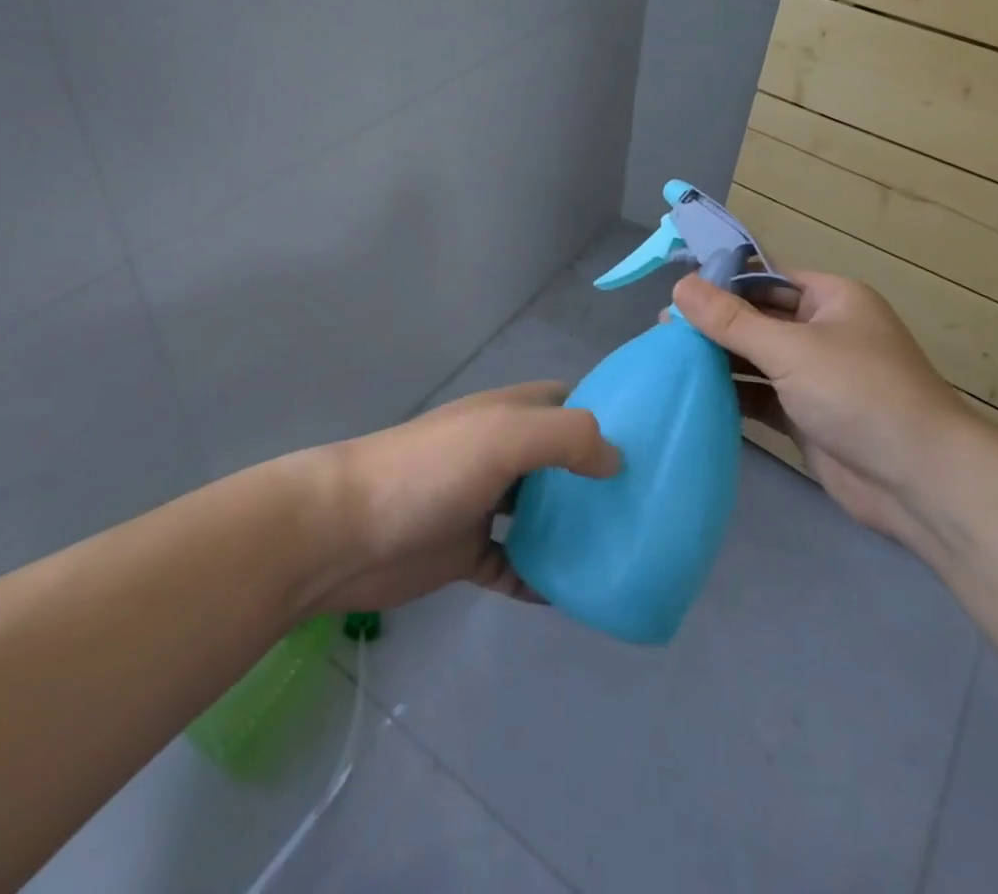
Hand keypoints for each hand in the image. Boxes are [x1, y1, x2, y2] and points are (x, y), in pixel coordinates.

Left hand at [304, 382, 620, 612]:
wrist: (345, 531)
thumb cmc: (430, 471)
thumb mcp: (505, 437)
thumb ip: (567, 438)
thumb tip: (616, 461)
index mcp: (507, 416)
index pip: (568, 402)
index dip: (606, 414)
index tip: (651, 442)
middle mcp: (498, 454)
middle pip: (559, 461)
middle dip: (597, 479)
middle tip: (648, 506)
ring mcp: (481, 504)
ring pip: (541, 515)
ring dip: (573, 531)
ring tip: (623, 550)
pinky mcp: (465, 552)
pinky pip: (515, 565)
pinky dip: (541, 578)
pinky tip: (572, 596)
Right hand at [670, 270, 965, 544]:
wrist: (921, 482)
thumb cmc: (860, 394)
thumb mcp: (791, 349)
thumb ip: (732, 321)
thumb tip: (680, 285)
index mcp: (832, 299)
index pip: (767, 278)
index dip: (723, 281)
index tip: (676, 290)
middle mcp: (824, 332)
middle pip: (758, 319)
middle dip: (715, 324)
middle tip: (663, 330)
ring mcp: (816, 377)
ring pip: (757, 359)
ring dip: (719, 360)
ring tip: (668, 358)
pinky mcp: (807, 417)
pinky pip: (761, 396)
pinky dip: (733, 394)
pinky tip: (693, 394)